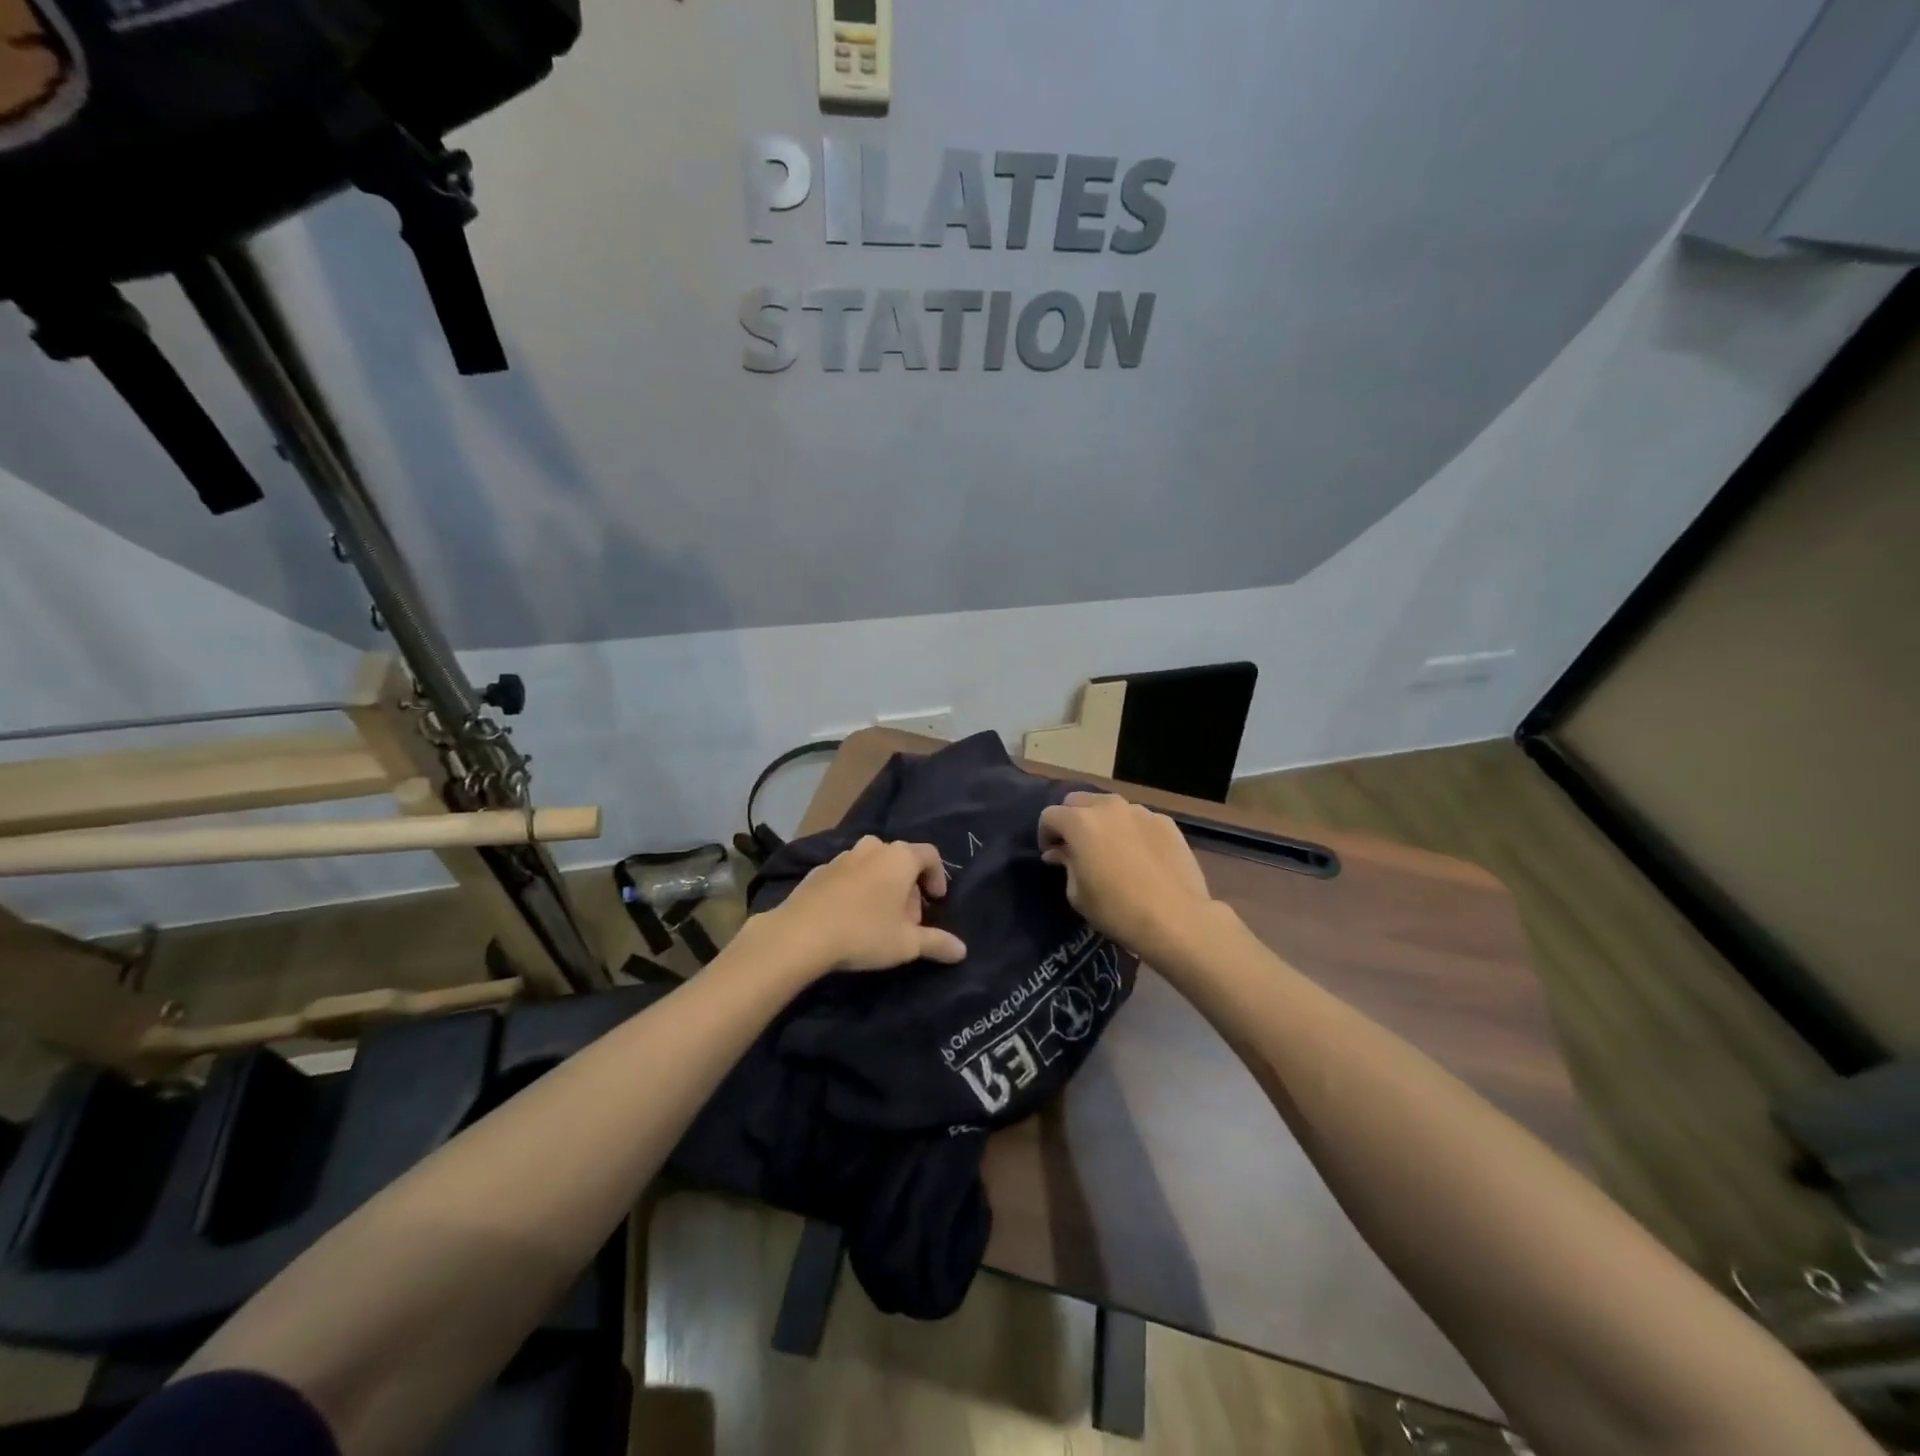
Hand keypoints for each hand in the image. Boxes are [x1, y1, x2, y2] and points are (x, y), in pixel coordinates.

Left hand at [767, 836, 967, 973]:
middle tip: (908, 920)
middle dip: (909, 888)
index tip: (936, 901)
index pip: (930, 855)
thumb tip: (962, 951)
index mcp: (899, 857)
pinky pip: (849, 875)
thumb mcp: (907, 944)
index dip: (938, 876)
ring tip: (879, 919)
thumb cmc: (864, 932)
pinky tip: (850, 918)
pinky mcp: (819, 870)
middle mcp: (873, 847)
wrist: (800, 934)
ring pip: (873, 866)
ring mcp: (843, 856)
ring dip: (882, 887)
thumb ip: (937, 943)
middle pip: (901, 861)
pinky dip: (857, 889)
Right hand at [1038, 792, 1213, 958]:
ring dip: (1102, 822)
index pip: (1050, 815)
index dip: (1045, 834)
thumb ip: (1066, 864)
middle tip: (1076, 847)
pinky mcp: (1165, 822)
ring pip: (1110, 807)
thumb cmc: (1117, 909)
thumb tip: (1060, 853)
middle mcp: (1108, 807)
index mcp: (1080, 822)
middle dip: (1071, 820)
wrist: (1176, 918)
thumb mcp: (1078, 893)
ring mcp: (1140, 812)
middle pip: (1078, 801)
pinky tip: (1139, 856)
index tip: (1051, 855)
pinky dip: (1130, 830)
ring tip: (1109, 848)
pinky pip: (1138, 820)